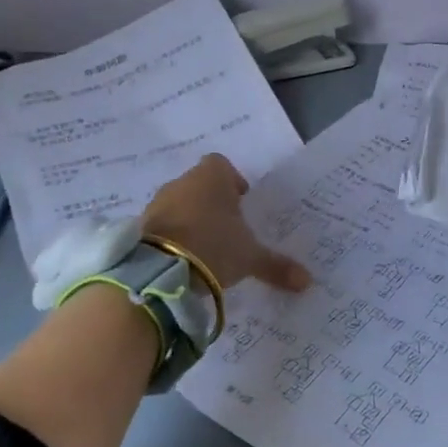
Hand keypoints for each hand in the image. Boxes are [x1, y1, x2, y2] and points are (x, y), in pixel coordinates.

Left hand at [143, 154, 311, 293]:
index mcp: (211, 177)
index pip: (221, 165)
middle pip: (200, 184)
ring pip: (179, 203)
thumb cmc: (214, 247)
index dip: (232, 181)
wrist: (160, 271)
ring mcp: (158, 202)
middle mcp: (182, 182)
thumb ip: (276, 266)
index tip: (241, 203)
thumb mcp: (250, 258)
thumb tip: (307, 281)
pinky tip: (184, 258)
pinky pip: (162, 223)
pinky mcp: (141, 224)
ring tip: (205, 247)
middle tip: (227, 229)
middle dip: (212, 202)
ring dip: (190, 218)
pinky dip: (172, 235)